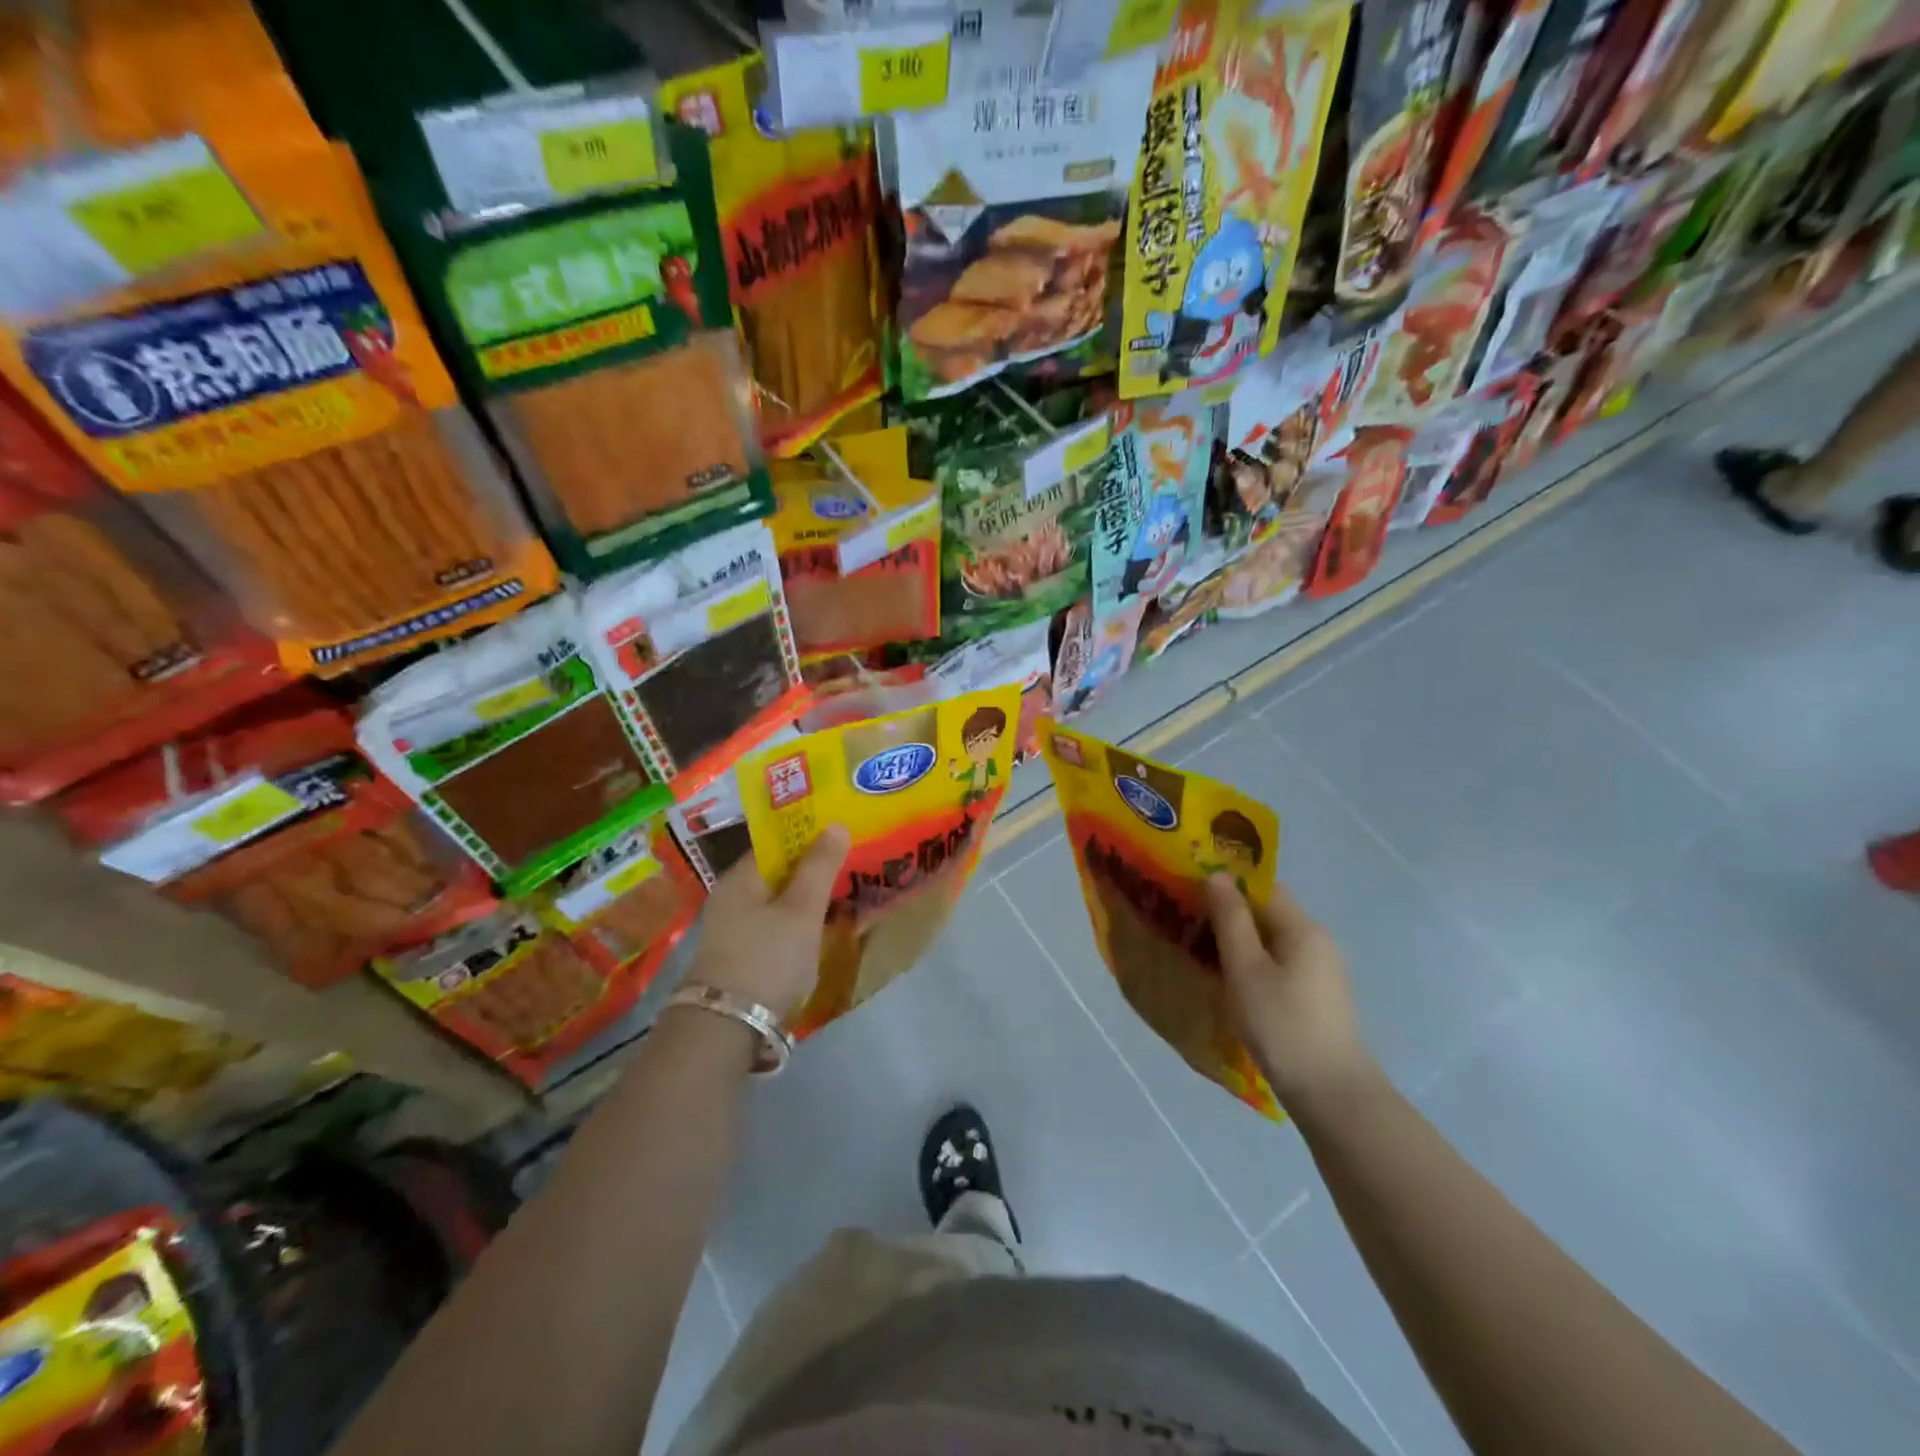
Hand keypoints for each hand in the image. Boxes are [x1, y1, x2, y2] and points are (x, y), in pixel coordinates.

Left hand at [688, 826, 848, 1022]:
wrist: (726, 1027)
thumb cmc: (768, 957)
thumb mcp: (802, 909)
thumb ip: (820, 867)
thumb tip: (835, 824)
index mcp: (741, 877)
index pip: (778, 843)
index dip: (810, 837)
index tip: (843, 839)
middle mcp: (730, 896)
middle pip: (777, 872)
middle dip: (811, 869)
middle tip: (850, 868)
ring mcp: (731, 928)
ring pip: (776, 901)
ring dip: (805, 899)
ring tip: (842, 898)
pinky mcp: (738, 956)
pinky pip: (773, 926)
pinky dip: (796, 923)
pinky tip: (817, 932)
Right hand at [1206, 874, 1378, 1109]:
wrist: (1331, 1093)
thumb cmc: (1281, 1024)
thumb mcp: (1245, 968)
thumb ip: (1230, 919)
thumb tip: (1217, 875)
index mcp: (1303, 928)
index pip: (1263, 887)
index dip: (1227, 887)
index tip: (1193, 898)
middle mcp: (1318, 941)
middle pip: (1269, 913)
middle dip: (1231, 917)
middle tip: (1192, 929)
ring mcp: (1323, 971)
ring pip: (1274, 942)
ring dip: (1242, 944)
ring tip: (1206, 958)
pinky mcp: (1320, 997)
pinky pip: (1282, 965)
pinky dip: (1257, 966)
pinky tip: (1236, 987)